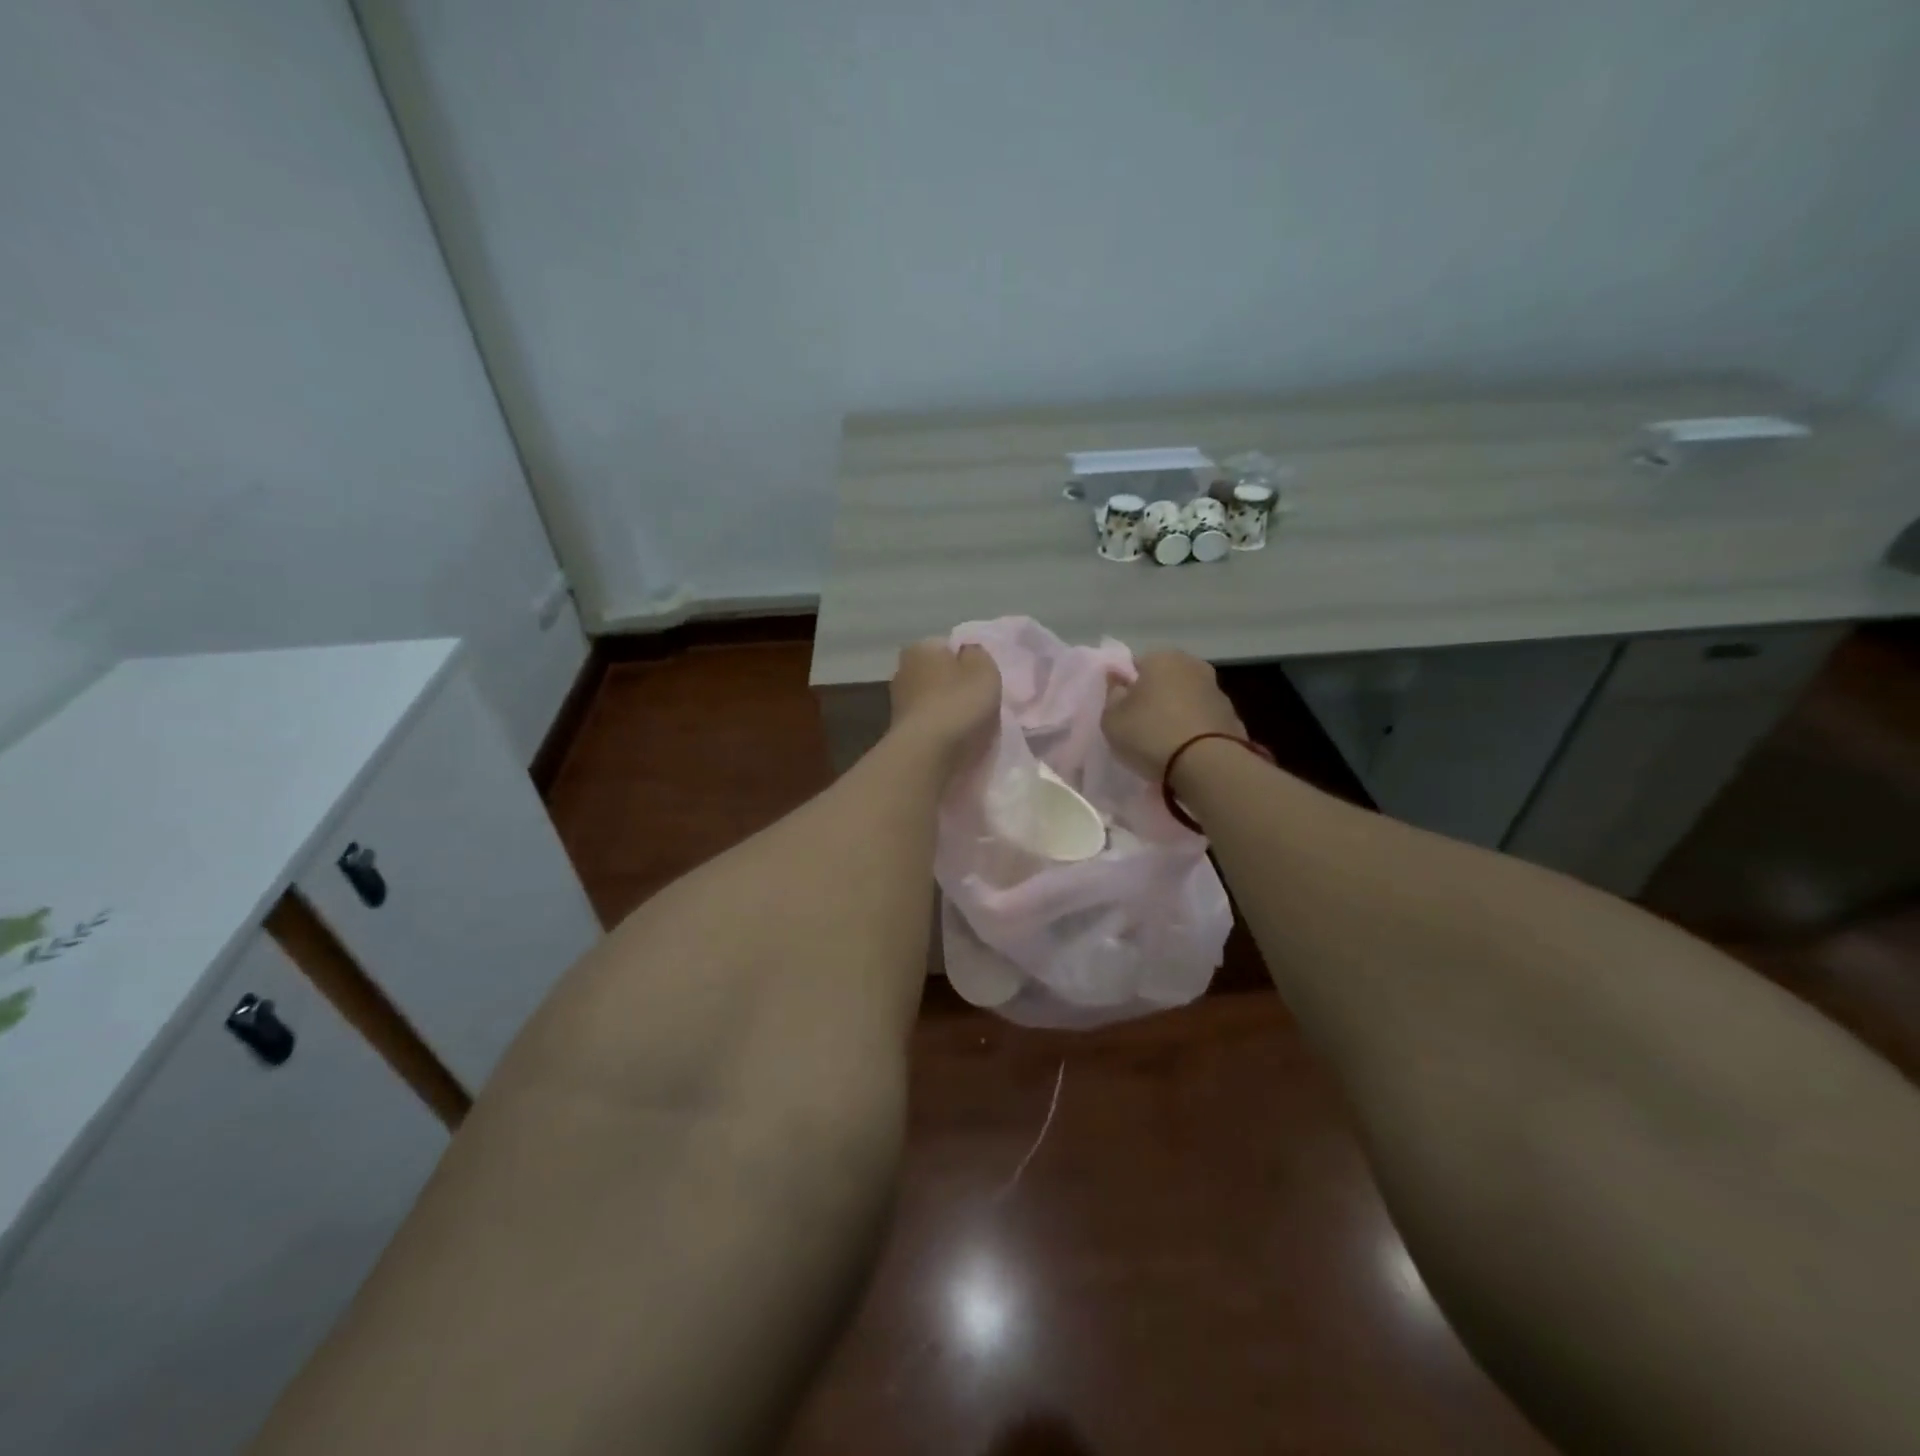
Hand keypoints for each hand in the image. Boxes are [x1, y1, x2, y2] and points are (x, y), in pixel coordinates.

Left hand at [888, 639, 1001, 767]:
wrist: (928, 753)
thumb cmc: (959, 704)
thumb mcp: (985, 670)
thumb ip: (978, 654)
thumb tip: (968, 652)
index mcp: (921, 647)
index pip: (948, 646)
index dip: (968, 661)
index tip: (982, 680)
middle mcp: (903, 669)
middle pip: (939, 673)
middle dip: (956, 685)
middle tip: (978, 702)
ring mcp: (898, 701)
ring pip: (933, 699)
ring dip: (948, 709)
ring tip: (969, 726)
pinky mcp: (900, 730)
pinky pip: (928, 722)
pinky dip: (940, 728)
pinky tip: (954, 740)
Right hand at [1102, 650, 1244, 778]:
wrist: (1207, 764)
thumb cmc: (1150, 734)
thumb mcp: (1112, 719)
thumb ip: (1113, 695)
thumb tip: (1118, 680)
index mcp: (1162, 658)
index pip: (1137, 665)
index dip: (1127, 687)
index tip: (1122, 709)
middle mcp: (1193, 665)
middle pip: (1165, 679)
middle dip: (1155, 697)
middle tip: (1140, 725)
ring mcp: (1217, 691)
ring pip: (1187, 699)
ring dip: (1177, 713)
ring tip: (1164, 742)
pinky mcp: (1232, 717)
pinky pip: (1203, 720)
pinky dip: (1194, 730)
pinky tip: (1185, 751)